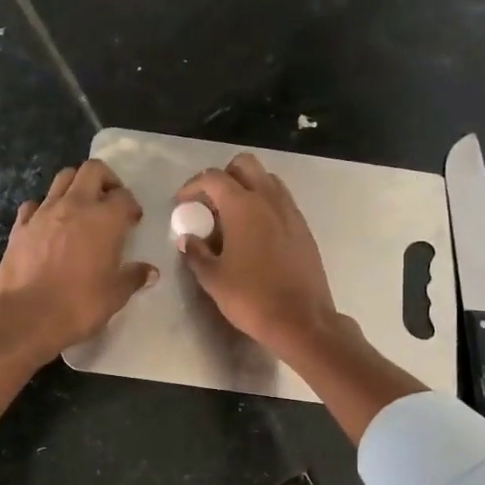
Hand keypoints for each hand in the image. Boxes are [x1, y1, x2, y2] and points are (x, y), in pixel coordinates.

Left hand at [0, 160, 156, 358]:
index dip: (131, 206)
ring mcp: (43, 212)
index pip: (124, 196)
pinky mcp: (20, 226)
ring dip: (76, 186)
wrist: (27, 317)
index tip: (133, 221)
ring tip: (81, 208)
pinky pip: (34, 204)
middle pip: (92, 170)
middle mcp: (75, 205)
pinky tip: (48, 225)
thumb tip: (150, 271)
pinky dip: (44, 207)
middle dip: (105, 180)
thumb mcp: (115, 295)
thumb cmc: (79, 305)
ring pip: (62, 179)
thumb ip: (133, 277)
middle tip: (109, 202)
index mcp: (105, 219)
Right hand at [175, 153, 340, 354]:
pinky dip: (265, 205)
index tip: (181, 203)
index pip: (213, 178)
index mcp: (243, 206)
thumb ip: (196, 253)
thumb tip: (188, 239)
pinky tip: (255, 233)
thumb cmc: (251, 298)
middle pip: (245, 165)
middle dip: (224, 176)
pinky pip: (281, 201)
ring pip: (267, 180)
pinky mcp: (304, 228)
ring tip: (232, 216)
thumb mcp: (213, 279)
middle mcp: (269, 200)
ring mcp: (290, 212)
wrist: (302, 320)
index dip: (192, 186)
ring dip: (247, 187)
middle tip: (209, 202)